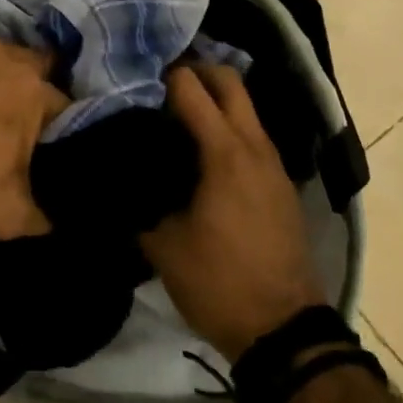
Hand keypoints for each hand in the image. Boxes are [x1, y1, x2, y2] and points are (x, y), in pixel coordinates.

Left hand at [0, 34, 67, 239]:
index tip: (52, 148)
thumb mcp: (4, 217)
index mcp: (30, 89)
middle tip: (15, 124)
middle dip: (31, 92)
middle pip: (32, 69)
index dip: (63, 130)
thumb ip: (43, 213)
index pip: (67, 106)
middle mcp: (0, 53)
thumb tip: (55, 215)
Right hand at [143, 65, 327, 360]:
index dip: (160, 77)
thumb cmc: (219, 283)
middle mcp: (255, 147)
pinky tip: (200, 151)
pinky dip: (227, 126)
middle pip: (229, 81)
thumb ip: (139, 199)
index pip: (191, 89)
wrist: (284, 331)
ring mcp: (274, 164)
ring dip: (214, 99)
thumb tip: (118, 175)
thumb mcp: (163, 244)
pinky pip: (252, 135)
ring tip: (173, 115)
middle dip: (195, 71)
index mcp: (225, 154)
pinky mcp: (281, 184)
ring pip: (245, 107)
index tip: (132, 80)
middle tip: (158, 84)